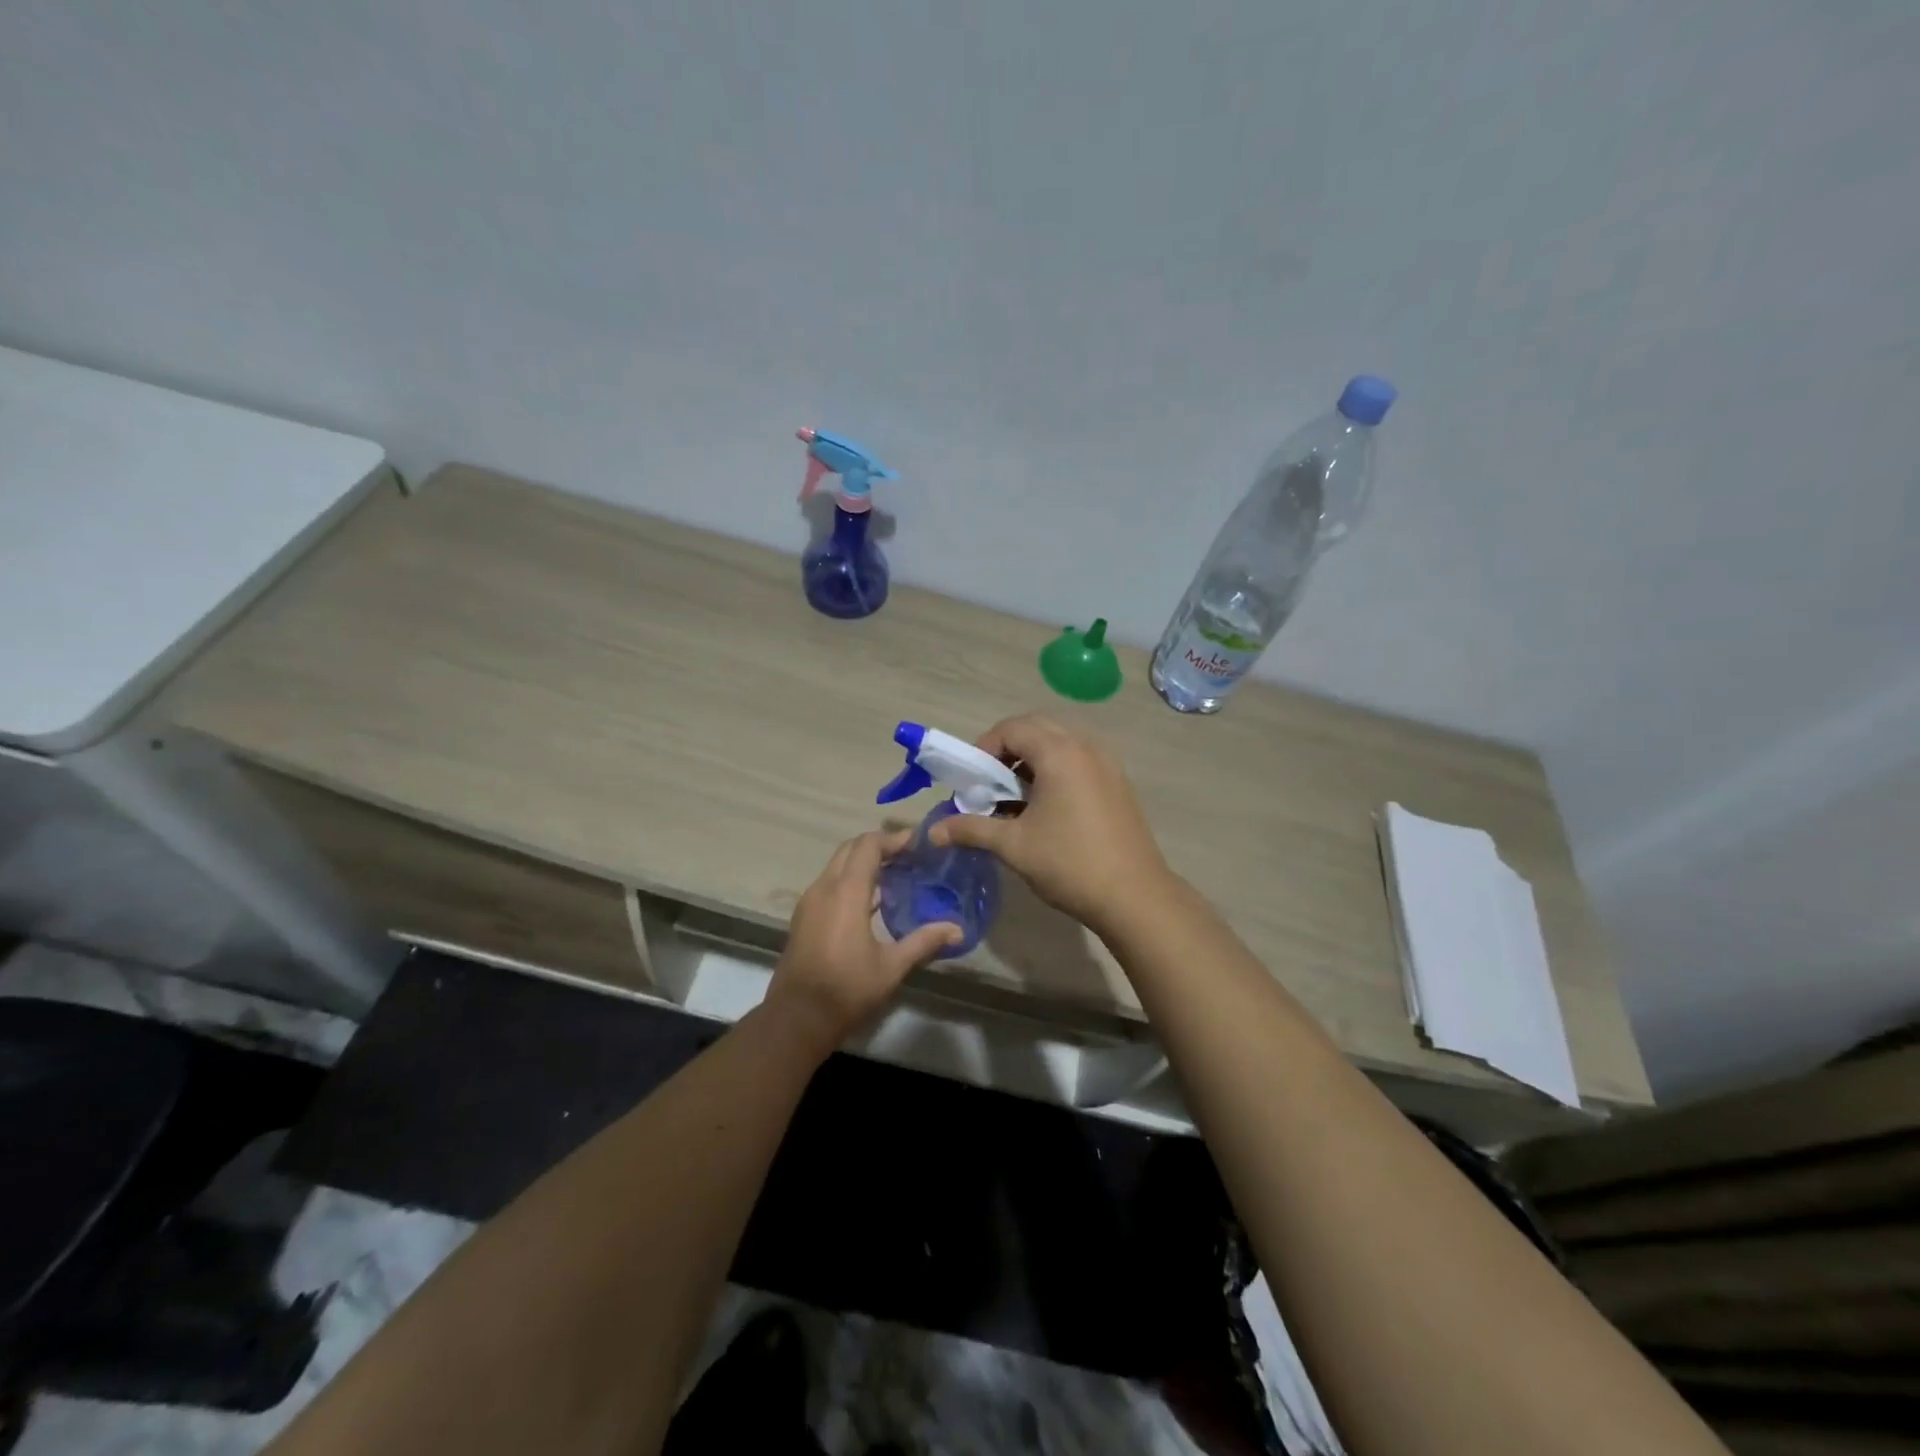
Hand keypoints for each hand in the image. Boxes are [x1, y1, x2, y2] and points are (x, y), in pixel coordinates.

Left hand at [766, 830, 960, 1051]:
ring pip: (837, 864)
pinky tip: (873, 901)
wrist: (796, 1019)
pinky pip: (829, 883)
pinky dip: (850, 879)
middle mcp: (824, 887)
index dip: (894, 839)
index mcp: (846, 892)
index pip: (869, 845)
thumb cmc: (846, 990)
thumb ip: (924, 941)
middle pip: (851, 848)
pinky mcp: (804, 917)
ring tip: (896, 875)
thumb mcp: (891, 967)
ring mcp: (810, 902)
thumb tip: (957, 929)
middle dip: (879, 846)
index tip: (919, 844)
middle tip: (910, 857)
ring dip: (864, 862)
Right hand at [928, 714, 1172, 934]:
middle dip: (1007, 748)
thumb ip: (971, 829)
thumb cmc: (1069, 864)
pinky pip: (1078, 759)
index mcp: (1059, 753)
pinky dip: (1055, 769)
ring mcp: (1106, 763)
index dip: (984, 747)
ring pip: (1060, 742)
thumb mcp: (1013, 846)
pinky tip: (1046, 807)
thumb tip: (933, 831)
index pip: (1012, 728)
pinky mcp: (1117, 782)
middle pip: (1036, 727)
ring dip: (1032, 758)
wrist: (1134, 896)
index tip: (972, 778)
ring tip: (1015, 795)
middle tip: (990, 782)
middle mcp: (1085, 746)